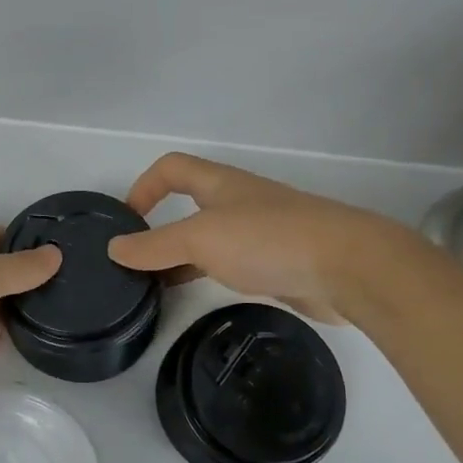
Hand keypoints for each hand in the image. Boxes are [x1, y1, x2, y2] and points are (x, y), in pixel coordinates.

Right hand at [105, 153, 403, 323]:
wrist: (348, 267)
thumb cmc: (268, 240)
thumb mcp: (200, 238)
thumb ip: (154, 245)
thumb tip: (114, 248)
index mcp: (220, 184)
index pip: (171, 168)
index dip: (143, 186)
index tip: (125, 221)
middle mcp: (238, 202)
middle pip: (188, 203)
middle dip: (158, 227)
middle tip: (133, 259)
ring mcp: (259, 233)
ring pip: (207, 238)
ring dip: (180, 255)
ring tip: (153, 283)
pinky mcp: (276, 263)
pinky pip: (228, 263)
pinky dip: (205, 274)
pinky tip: (194, 294)